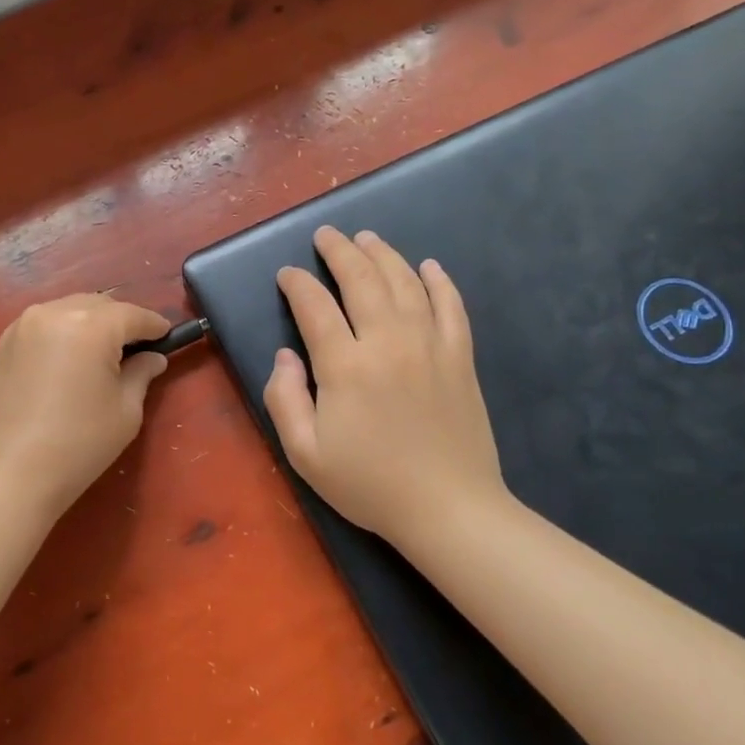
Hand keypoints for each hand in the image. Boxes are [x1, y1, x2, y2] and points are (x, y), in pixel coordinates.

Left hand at [0, 294, 171, 514]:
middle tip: (137, 348)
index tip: (167, 336)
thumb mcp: (125, 410)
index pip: (132, 315)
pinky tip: (71, 357)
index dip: (154, 325)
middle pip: (100, 305)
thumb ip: (141, 374)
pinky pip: (46, 322)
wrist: (11, 472)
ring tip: (103, 352)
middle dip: (122, 321)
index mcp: (90, 326)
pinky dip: (65, 330)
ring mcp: (25, 324)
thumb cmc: (79, 443)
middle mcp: (55, 312)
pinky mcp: (6, 341)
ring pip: (70, 309)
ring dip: (92, 323)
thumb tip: (153, 358)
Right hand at [264, 227, 508, 546]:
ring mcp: (430, 345)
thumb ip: (284, 398)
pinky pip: (451, 305)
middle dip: (339, 250)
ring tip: (367, 238)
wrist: (449, 509)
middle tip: (326, 235)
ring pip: (405, 282)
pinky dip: (439, 281)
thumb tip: (284, 355)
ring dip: (383, 254)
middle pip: (361, 279)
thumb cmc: (370, 484)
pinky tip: (428, 265)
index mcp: (345, 365)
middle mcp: (387, 341)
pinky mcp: (460, 357)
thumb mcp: (305, 453)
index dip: (297, 283)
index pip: (315, 305)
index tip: (287, 274)